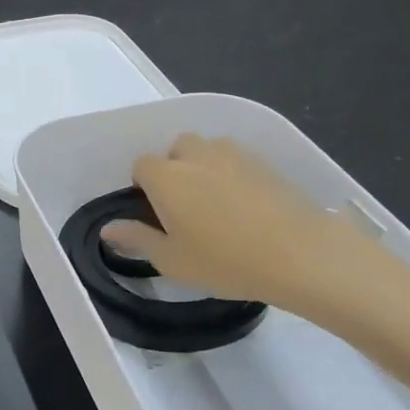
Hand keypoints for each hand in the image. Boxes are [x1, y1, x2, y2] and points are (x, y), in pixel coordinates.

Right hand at [102, 134, 405, 323]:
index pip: (141, 165)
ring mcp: (235, 154)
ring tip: (217, 205)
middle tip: (186, 208)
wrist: (301, 253)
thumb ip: (137, 239)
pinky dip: (234, 174)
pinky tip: (247, 207)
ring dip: (205, 167)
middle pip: (176, 148)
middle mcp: (197, 155)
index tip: (156, 214)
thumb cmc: (226, 261)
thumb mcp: (173, 260)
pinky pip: (238, 160)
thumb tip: (108, 229)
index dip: (143, 186)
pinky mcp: (266, 163)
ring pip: (209, 150)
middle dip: (175, 169)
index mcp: (166, 176)